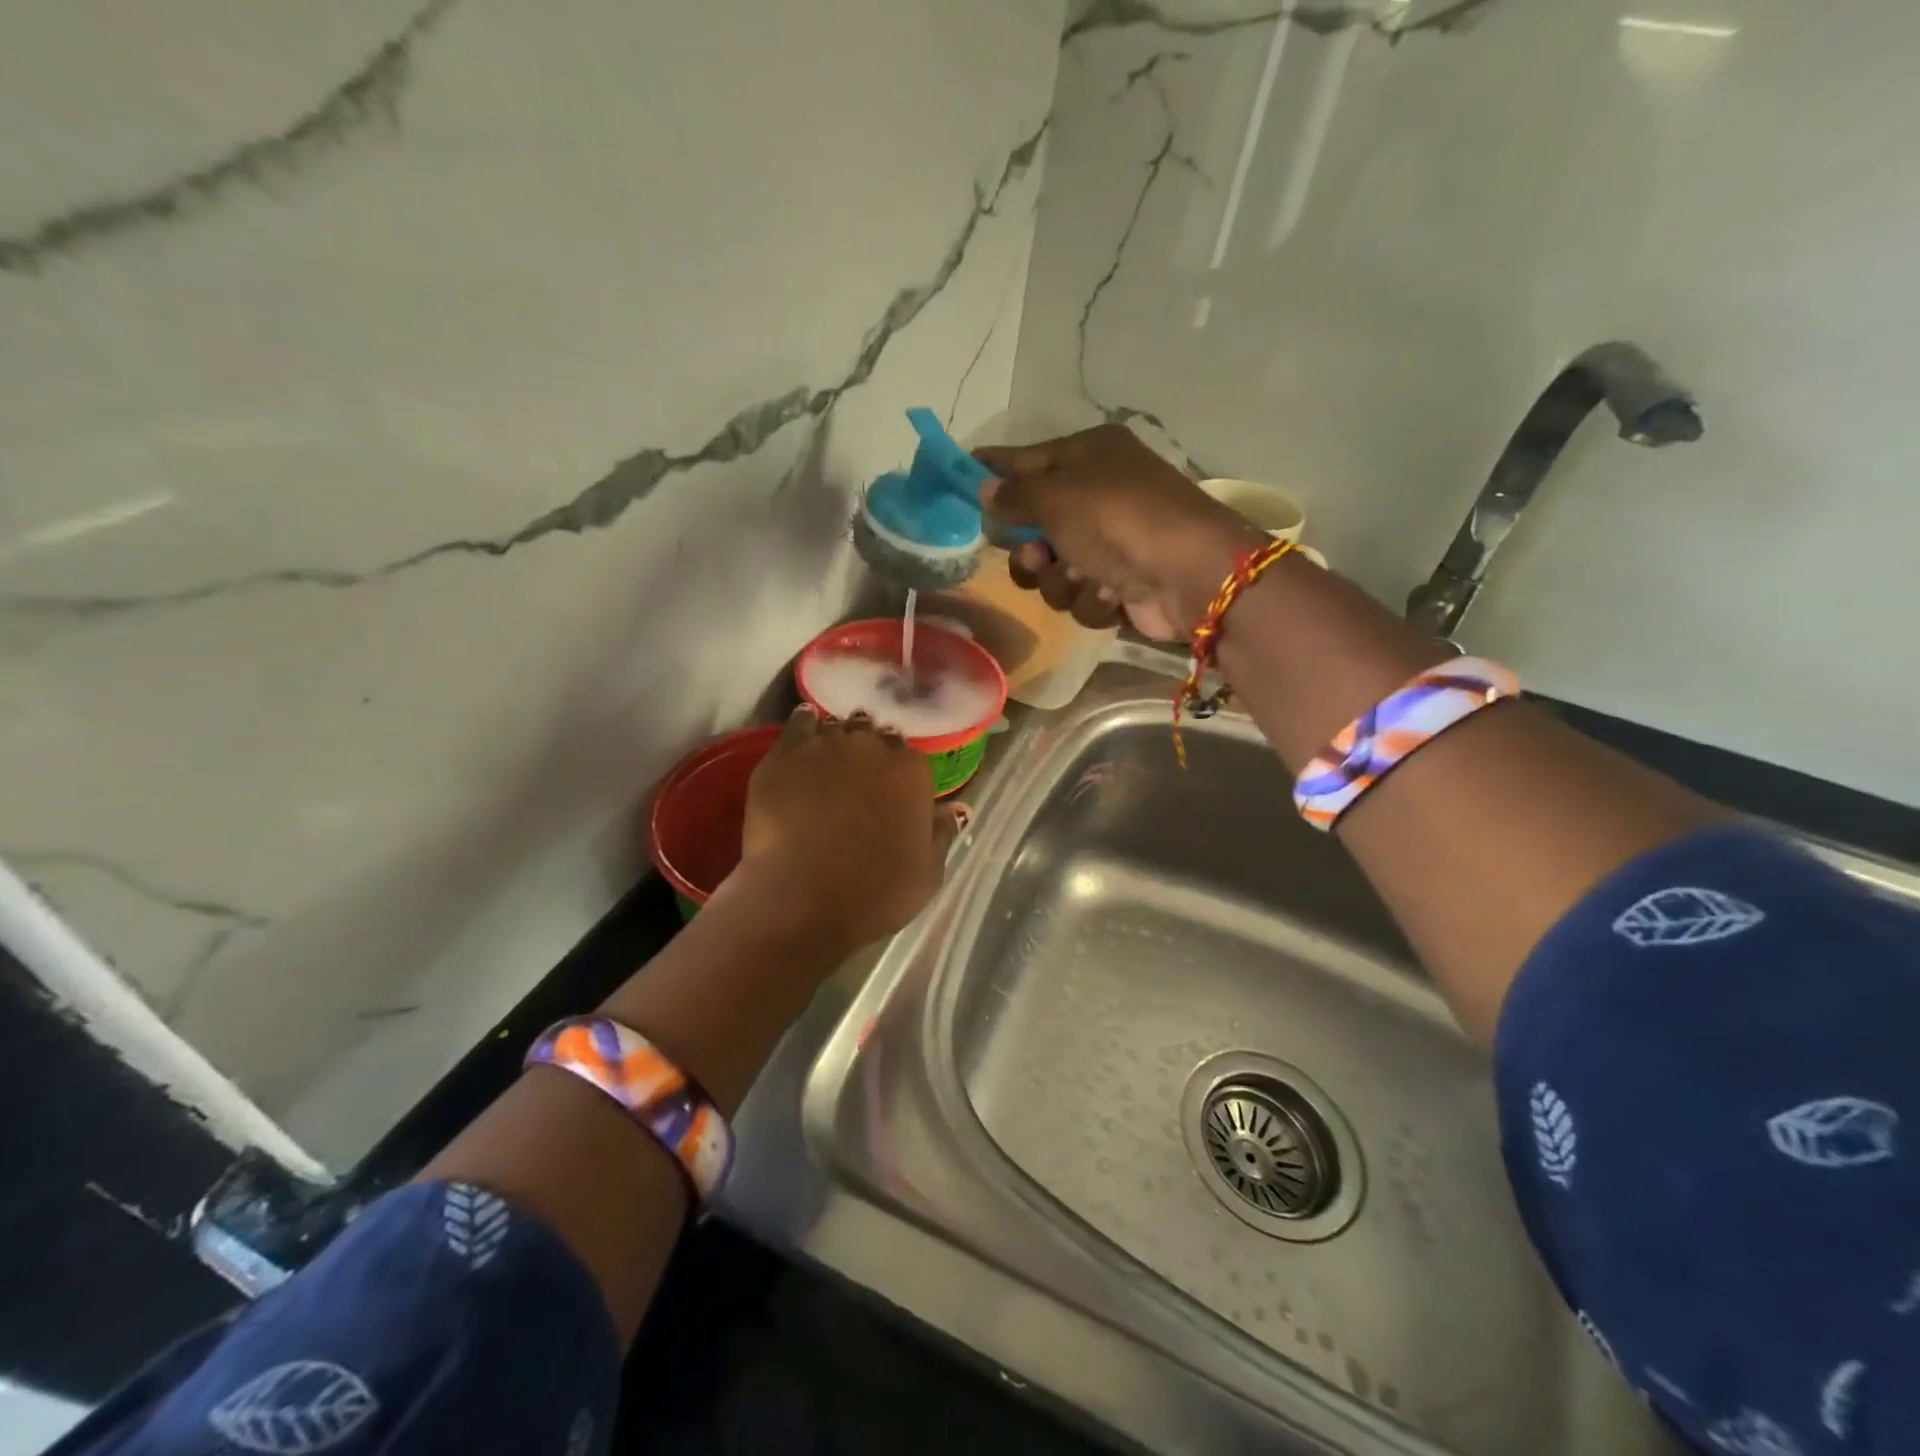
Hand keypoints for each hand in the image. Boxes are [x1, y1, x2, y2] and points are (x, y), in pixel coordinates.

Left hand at [737, 705, 955, 953]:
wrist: (803, 901)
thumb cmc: (875, 893)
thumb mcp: (928, 873)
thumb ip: (942, 833)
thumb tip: (954, 809)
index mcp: (910, 771)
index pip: (908, 754)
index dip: (897, 771)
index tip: (889, 788)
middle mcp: (870, 747)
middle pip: (871, 735)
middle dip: (867, 751)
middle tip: (857, 777)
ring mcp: (824, 746)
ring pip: (835, 728)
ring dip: (837, 740)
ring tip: (828, 760)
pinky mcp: (783, 755)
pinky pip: (797, 724)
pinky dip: (803, 725)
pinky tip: (803, 734)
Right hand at [975, 425, 1265, 639]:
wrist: (1190, 575)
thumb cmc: (1120, 520)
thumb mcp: (1058, 497)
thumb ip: (1015, 495)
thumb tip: (984, 490)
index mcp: (1089, 456)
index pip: (1025, 460)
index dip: (991, 473)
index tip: (955, 481)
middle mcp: (1099, 495)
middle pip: (1035, 524)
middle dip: (1031, 549)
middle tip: (1037, 555)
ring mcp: (1112, 543)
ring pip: (1054, 569)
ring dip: (1062, 580)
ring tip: (1083, 578)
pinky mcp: (1121, 585)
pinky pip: (1080, 595)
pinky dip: (1092, 599)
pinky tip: (1112, 594)